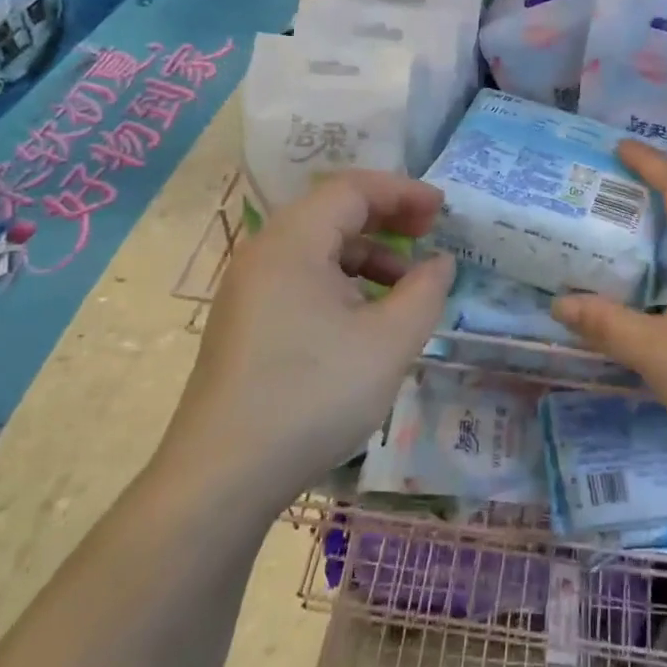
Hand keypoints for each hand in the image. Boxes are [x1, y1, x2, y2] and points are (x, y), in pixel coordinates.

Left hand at [154, 172, 455, 512]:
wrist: (223, 478)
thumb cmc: (313, 395)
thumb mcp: (389, 342)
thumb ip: (425, 292)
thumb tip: (439, 263)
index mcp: (292, 242)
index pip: (352, 189)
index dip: (403, 192)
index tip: (443, 210)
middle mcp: (264, 254)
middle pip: (332, 213)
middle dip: (387, 219)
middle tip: (429, 236)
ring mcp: (249, 290)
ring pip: (318, 250)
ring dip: (368, 256)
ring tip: (406, 289)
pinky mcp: (247, 322)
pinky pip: (303, 280)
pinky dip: (343, 284)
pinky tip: (367, 320)